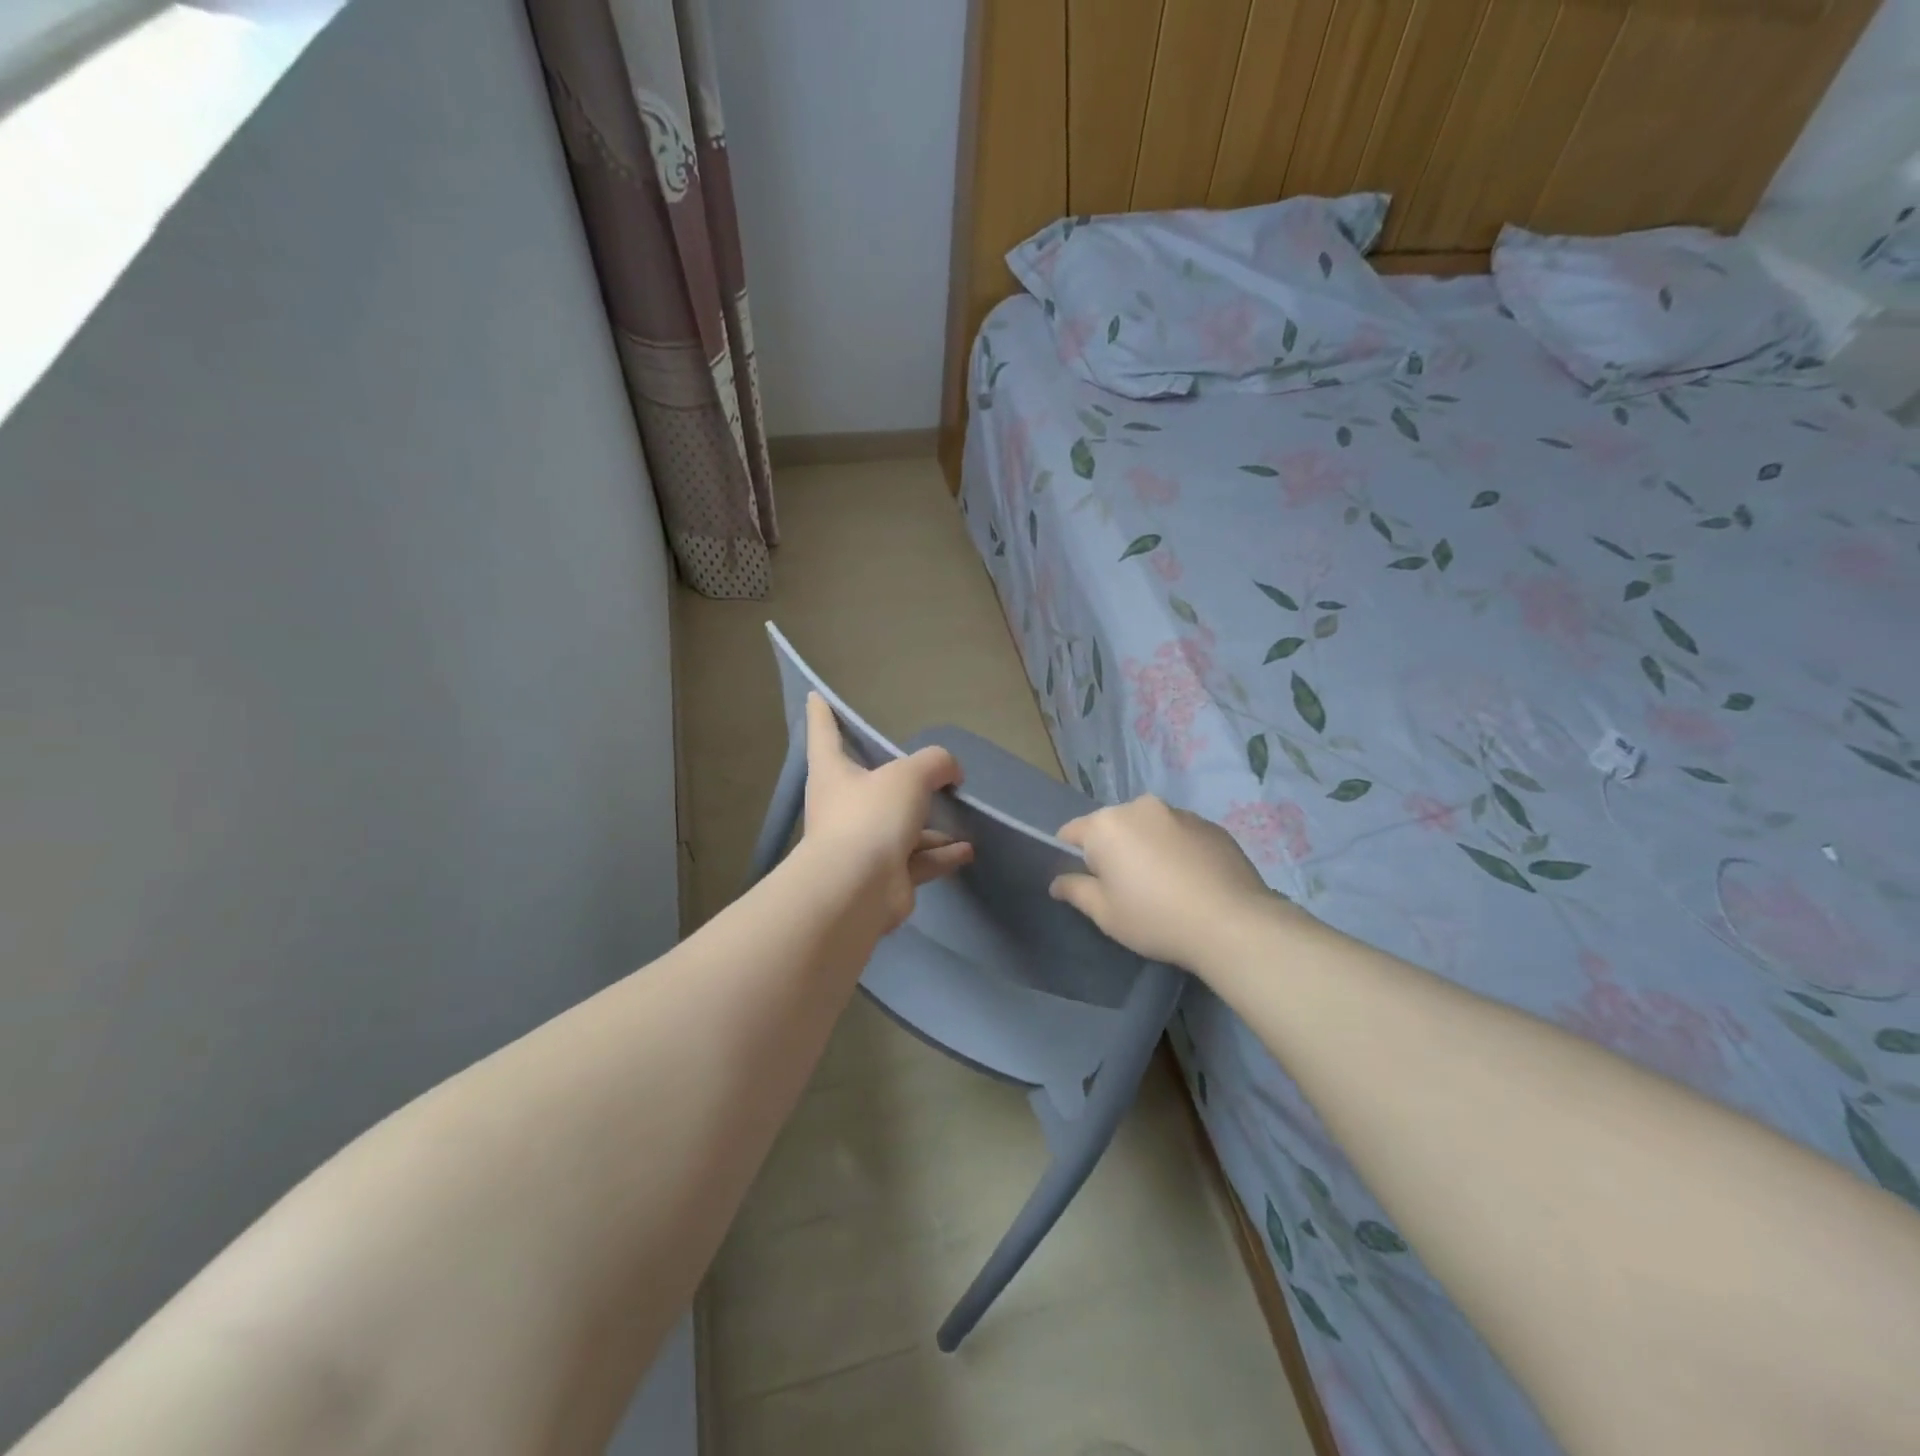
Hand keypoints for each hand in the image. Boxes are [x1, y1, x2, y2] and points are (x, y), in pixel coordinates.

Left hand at [799, 694, 972, 932]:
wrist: (857, 891)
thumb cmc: (871, 817)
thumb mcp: (908, 776)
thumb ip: (934, 763)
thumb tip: (951, 772)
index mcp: (834, 773)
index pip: (824, 734)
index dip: (822, 714)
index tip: (815, 696)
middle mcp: (843, 806)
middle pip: (868, 783)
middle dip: (893, 777)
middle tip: (921, 768)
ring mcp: (863, 844)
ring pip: (900, 826)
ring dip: (930, 824)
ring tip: (961, 815)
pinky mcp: (884, 876)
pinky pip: (917, 858)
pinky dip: (941, 853)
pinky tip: (967, 850)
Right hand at [1050, 795, 1306, 968]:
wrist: (1232, 923)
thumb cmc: (1155, 918)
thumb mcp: (1105, 913)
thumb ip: (1076, 890)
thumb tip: (1057, 882)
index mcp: (1106, 825)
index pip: (1071, 832)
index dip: (1071, 857)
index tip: (1086, 883)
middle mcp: (1140, 807)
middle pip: (1112, 826)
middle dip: (1112, 850)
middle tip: (1126, 889)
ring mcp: (1179, 812)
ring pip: (1148, 828)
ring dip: (1146, 847)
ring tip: (1164, 885)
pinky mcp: (1210, 824)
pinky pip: (1179, 833)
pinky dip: (1176, 850)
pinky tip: (1190, 881)